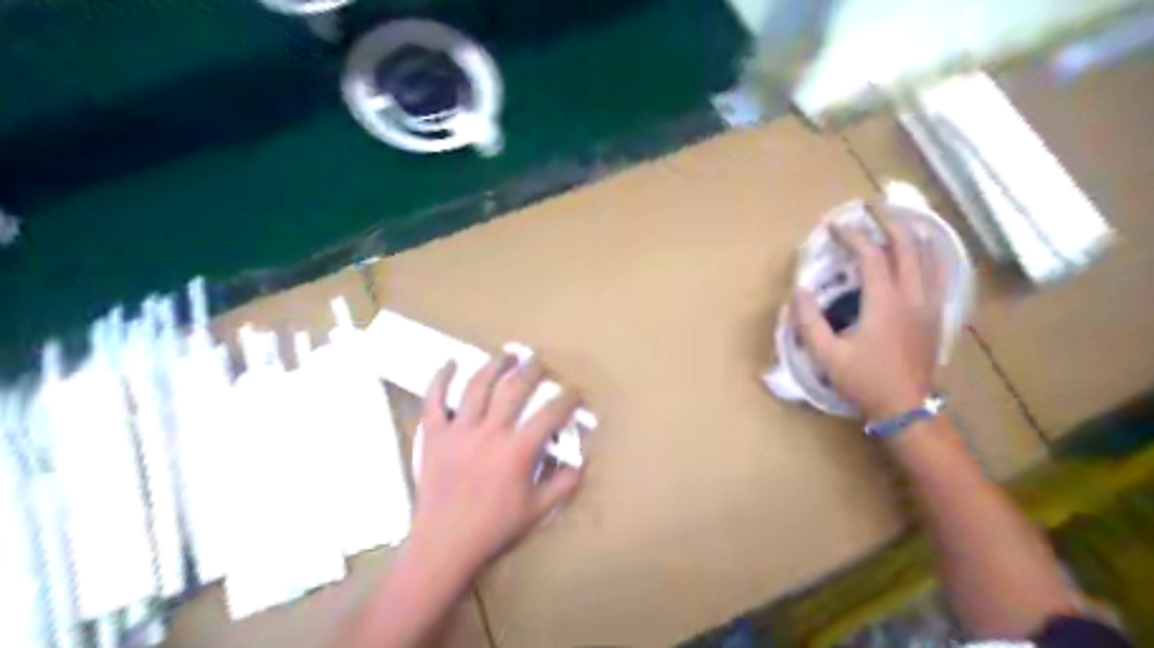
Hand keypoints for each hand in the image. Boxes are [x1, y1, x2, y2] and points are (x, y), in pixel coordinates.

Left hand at [407, 354, 586, 582]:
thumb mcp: (537, 511)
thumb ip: (564, 484)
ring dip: (495, 365)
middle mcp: (490, 432)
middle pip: (514, 388)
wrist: (444, 545)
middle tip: (541, 363)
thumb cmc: (493, 528)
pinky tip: (450, 361)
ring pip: (477, 385)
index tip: (575, 391)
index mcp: (517, 450)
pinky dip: (440, 378)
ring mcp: (459, 430)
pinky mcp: (434, 434)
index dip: (567, 398)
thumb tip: (583, 460)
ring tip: (507, 354)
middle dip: (532, 370)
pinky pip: (434, 399)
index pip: (550, 413)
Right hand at [795, 207, 945, 420]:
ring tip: (896, 220)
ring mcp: (930, 303)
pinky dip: (929, 252)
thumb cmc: (864, 381)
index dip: (852, 237)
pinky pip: (939, 272)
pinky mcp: (937, 313)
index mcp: (885, 303)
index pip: (872, 256)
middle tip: (871, 209)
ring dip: (912, 232)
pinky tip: (921, 250)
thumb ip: (809, 321)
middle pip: (908, 245)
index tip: (834, 227)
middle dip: (889, 221)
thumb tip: (799, 289)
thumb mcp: (827, 355)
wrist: (906, 407)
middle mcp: (912, 295)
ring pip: (930, 255)